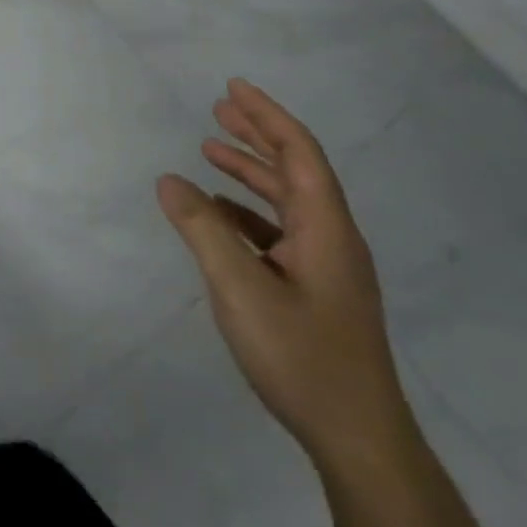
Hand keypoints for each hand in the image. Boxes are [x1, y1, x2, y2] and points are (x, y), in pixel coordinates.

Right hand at [159, 79, 412, 472]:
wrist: (358, 438)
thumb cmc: (301, 356)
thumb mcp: (240, 289)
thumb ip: (202, 230)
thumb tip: (168, 179)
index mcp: (325, 228)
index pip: (299, 153)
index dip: (267, 116)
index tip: (233, 88)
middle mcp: (332, 238)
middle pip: (296, 170)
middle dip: (257, 134)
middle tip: (219, 107)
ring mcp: (327, 267)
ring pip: (287, 202)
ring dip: (251, 172)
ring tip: (210, 151)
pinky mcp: (316, 291)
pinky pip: (280, 231)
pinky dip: (248, 211)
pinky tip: (219, 214)